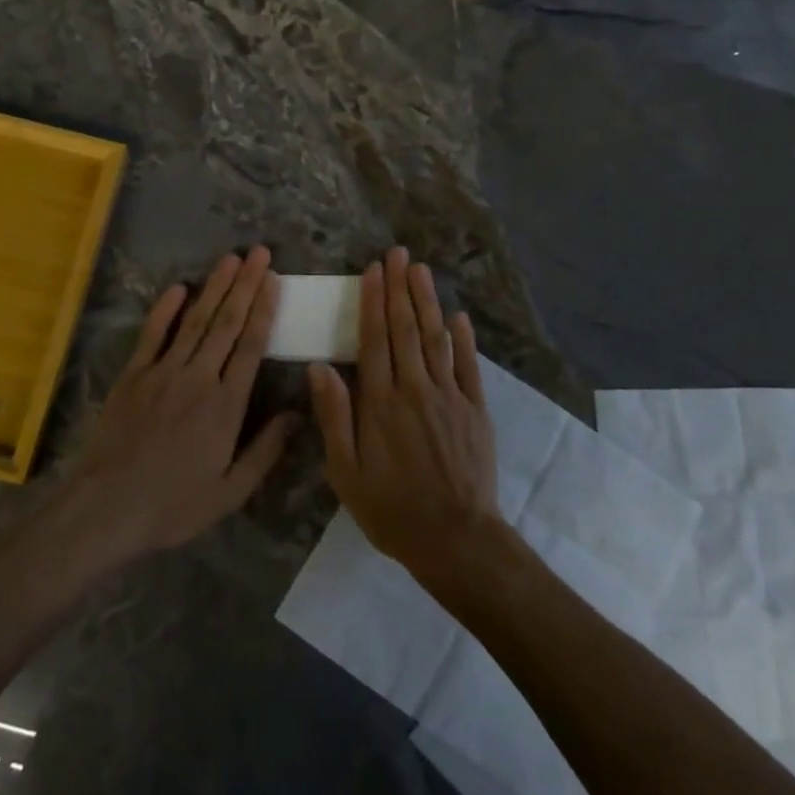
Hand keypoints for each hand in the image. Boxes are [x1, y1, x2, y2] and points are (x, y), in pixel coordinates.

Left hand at [66, 247, 297, 561]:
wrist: (106, 508)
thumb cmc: (173, 504)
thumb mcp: (230, 491)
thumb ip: (266, 450)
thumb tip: (297, 414)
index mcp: (226, 405)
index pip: (251, 345)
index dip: (264, 309)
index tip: (273, 279)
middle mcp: (199, 377)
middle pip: (228, 323)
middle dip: (245, 284)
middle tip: (259, 252)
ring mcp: (163, 371)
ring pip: (196, 321)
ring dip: (214, 287)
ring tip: (230, 258)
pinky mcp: (133, 375)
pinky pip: (153, 335)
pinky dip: (166, 309)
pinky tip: (179, 287)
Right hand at [308, 248, 501, 576]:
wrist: (456, 540)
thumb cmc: (391, 509)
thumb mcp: (346, 472)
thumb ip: (334, 416)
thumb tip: (320, 367)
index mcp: (380, 403)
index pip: (375, 340)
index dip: (373, 302)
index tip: (373, 270)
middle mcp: (415, 389)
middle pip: (406, 329)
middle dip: (400, 288)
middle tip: (397, 254)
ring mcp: (449, 397)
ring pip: (436, 338)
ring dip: (427, 302)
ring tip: (420, 270)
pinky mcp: (475, 409)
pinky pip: (469, 366)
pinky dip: (463, 339)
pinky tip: (458, 316)